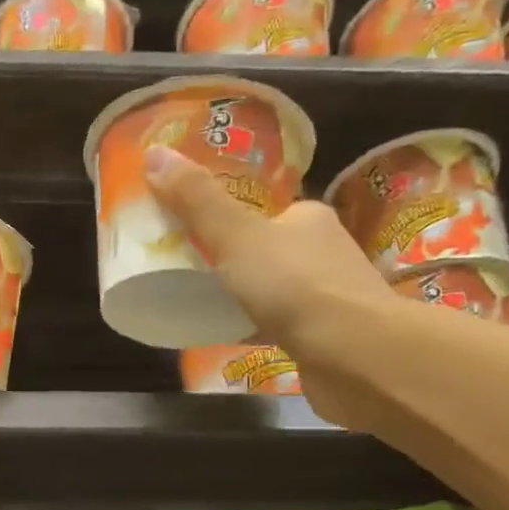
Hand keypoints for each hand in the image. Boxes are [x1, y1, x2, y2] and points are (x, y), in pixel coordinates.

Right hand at [143, 143, 402, 422]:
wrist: (355, 356)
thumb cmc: (295, 286)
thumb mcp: (235, 237)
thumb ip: (197, 201)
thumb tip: (153, 153)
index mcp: (308, 218)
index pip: (266, 210)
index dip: (229, 218)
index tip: (192, 234)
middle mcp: (324, 252)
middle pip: (268, 249)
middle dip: (233, 260)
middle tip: (188, 273)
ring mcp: (328, 297)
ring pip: (276, 289)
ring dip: (246, 295)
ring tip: (202, 306)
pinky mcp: (325, 338)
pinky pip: (281, 325)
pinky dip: (257, 328)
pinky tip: (232, 337)